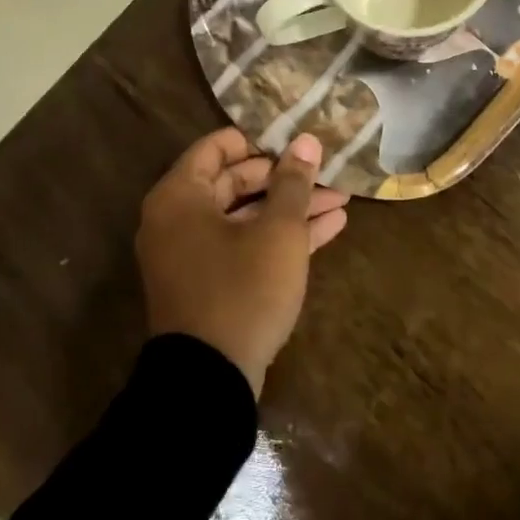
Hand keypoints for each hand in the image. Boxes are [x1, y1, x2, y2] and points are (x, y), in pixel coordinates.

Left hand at [135, 129, 349, 396]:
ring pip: (246, 217)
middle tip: (325, 170)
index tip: (294, 139)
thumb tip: (306, 140)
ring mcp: (193, 255)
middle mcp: (178, 220)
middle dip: (285, 178)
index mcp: (180, 197)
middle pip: (234, 182)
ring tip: (340, 198)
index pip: (216, 148)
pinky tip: (330, 227)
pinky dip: (281, 237)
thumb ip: (293, 183)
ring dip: (291, 208)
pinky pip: (245, 246)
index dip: (258, 140)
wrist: (210, 380)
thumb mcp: (277, 231)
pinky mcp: (210, 284)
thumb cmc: (242, 289)